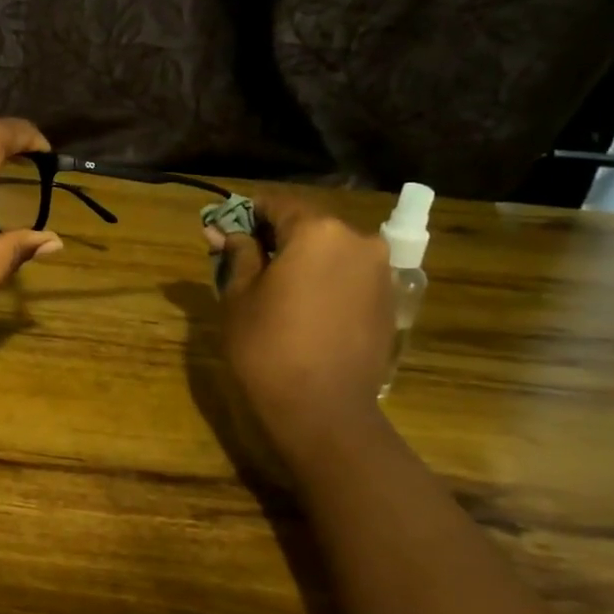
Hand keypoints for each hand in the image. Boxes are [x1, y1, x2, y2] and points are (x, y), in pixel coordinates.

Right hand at [213, 190, 393, 449]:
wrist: (324, 410)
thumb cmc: (268, 347)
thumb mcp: (239, 296)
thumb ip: (238, 254)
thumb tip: (227, 231)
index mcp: (318, 231)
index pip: (278, 204)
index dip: (247, 213)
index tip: (225, 230)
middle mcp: (357, 240)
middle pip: (308, 224)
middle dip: (274, 236)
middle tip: (242, 259)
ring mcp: (379, 271)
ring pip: (330, 250)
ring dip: (301, 259)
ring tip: (271, 287)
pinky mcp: (388, 300)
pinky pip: (347, 275)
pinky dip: (323, 279)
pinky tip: (301, 306)